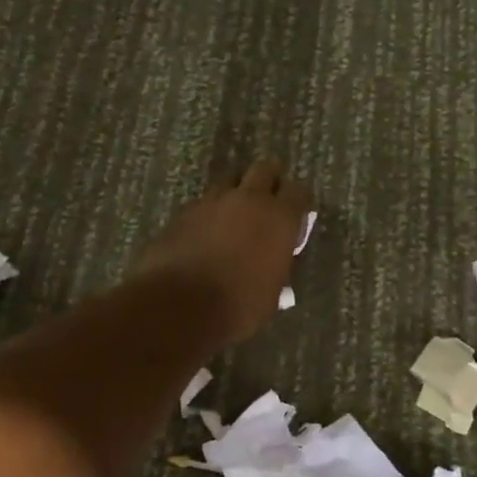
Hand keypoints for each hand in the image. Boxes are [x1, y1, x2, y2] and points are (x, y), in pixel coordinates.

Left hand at [133, 159, 313, 343]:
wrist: (177, 306)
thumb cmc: (237, 306)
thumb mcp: (271, 294)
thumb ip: (276, 268)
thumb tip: (274, 265)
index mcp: (279, 218)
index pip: (299, 191)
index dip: (299, 202)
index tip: (297, 215)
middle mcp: (248, 199)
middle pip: (264, 170)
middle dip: (269, 181)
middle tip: (268, 202)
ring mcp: (212, 202)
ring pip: (230, 182)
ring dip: (235, 195)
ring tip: (234, 219)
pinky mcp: (183, 212)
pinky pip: (203, 204)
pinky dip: (209, 214)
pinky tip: (205, 235)